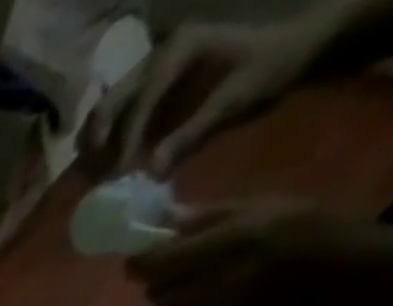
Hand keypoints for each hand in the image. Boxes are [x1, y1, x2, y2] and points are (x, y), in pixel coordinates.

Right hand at [86, 20, 321, 175]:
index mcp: (181, 48)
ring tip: (97, 173)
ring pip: (106, 107)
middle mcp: (159, 52)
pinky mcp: (152, 81)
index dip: (127, 141)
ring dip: (96, 142)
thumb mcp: (236, 98)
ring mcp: (152, 65)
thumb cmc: (271, 65)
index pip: (141, 100)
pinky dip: (105, 137)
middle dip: (99, 142)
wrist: (296, 42)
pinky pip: (116, 111)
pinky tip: (107, 160)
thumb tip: (149, 173)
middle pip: (111, 102)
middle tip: (97, 178)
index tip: (120, 175)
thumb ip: (192, 133)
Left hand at [128, 204, 392, 305]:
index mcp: (234, 239)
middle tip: (183, 276)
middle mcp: (223, 279)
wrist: (362, 277)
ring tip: (203, 294)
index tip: (142, 263)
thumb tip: (164, 227)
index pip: (154, 263)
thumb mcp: (271, 208)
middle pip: (156, 293)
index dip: (141, 265)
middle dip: (163, 285)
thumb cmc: (317, 233)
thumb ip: (212, 218)